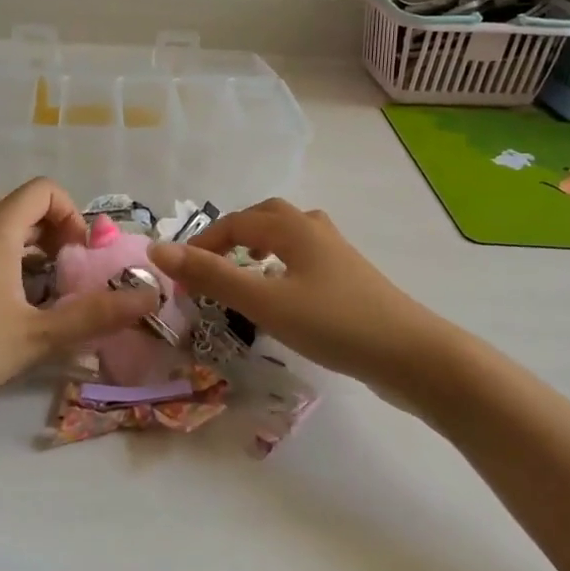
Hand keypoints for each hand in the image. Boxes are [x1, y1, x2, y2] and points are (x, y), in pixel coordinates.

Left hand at [0, 179, 153, 423]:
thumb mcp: (38, 335)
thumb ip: (96, 315)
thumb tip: (150, 297)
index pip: (44, 190)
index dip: (72, 214)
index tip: (81, 256)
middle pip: (24, 207)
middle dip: (56, 234)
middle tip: (70, 275)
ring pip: (1, 230)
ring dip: (32, 251)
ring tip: (46, 294)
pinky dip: (7, 264)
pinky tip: (10, 309)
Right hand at [147, 198, 444, 390]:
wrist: (411, 354)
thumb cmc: (333, 323)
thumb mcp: (264, 300)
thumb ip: (212, 275)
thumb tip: (158, 249)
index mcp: (293, 227)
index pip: (235, 222)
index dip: (203, 243)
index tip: (181, 274)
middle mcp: (315, 230)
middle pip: (267, 216)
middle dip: (233, 234)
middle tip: (212, 264)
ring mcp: (338, 254)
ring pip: (290, 235)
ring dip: (261, 245)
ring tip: (246, 270)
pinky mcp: (351, 279)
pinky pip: (306, 257)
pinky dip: (283, 264)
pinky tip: (284, 293)